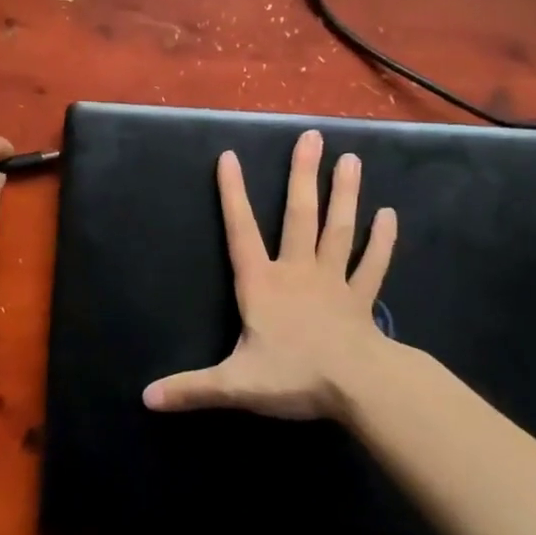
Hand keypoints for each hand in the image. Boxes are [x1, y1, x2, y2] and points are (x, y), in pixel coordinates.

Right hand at [144, 129, 397, 420]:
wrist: (359, 389)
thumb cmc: (294, 377)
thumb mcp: (235, 385)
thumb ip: (191, 388)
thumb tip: (146, 398)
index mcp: (263, 284)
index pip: (241, 231)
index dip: (232, 194)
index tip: (229, 156)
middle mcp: (297, 271)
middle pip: (299, 215)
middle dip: (302, 175)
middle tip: (311, 136)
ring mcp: (334, 282)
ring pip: (338, 230)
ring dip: (344, 194)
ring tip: (351, 158)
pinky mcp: (361, 299)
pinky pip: (373, 265)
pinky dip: (381, 241)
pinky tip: (389, 214)